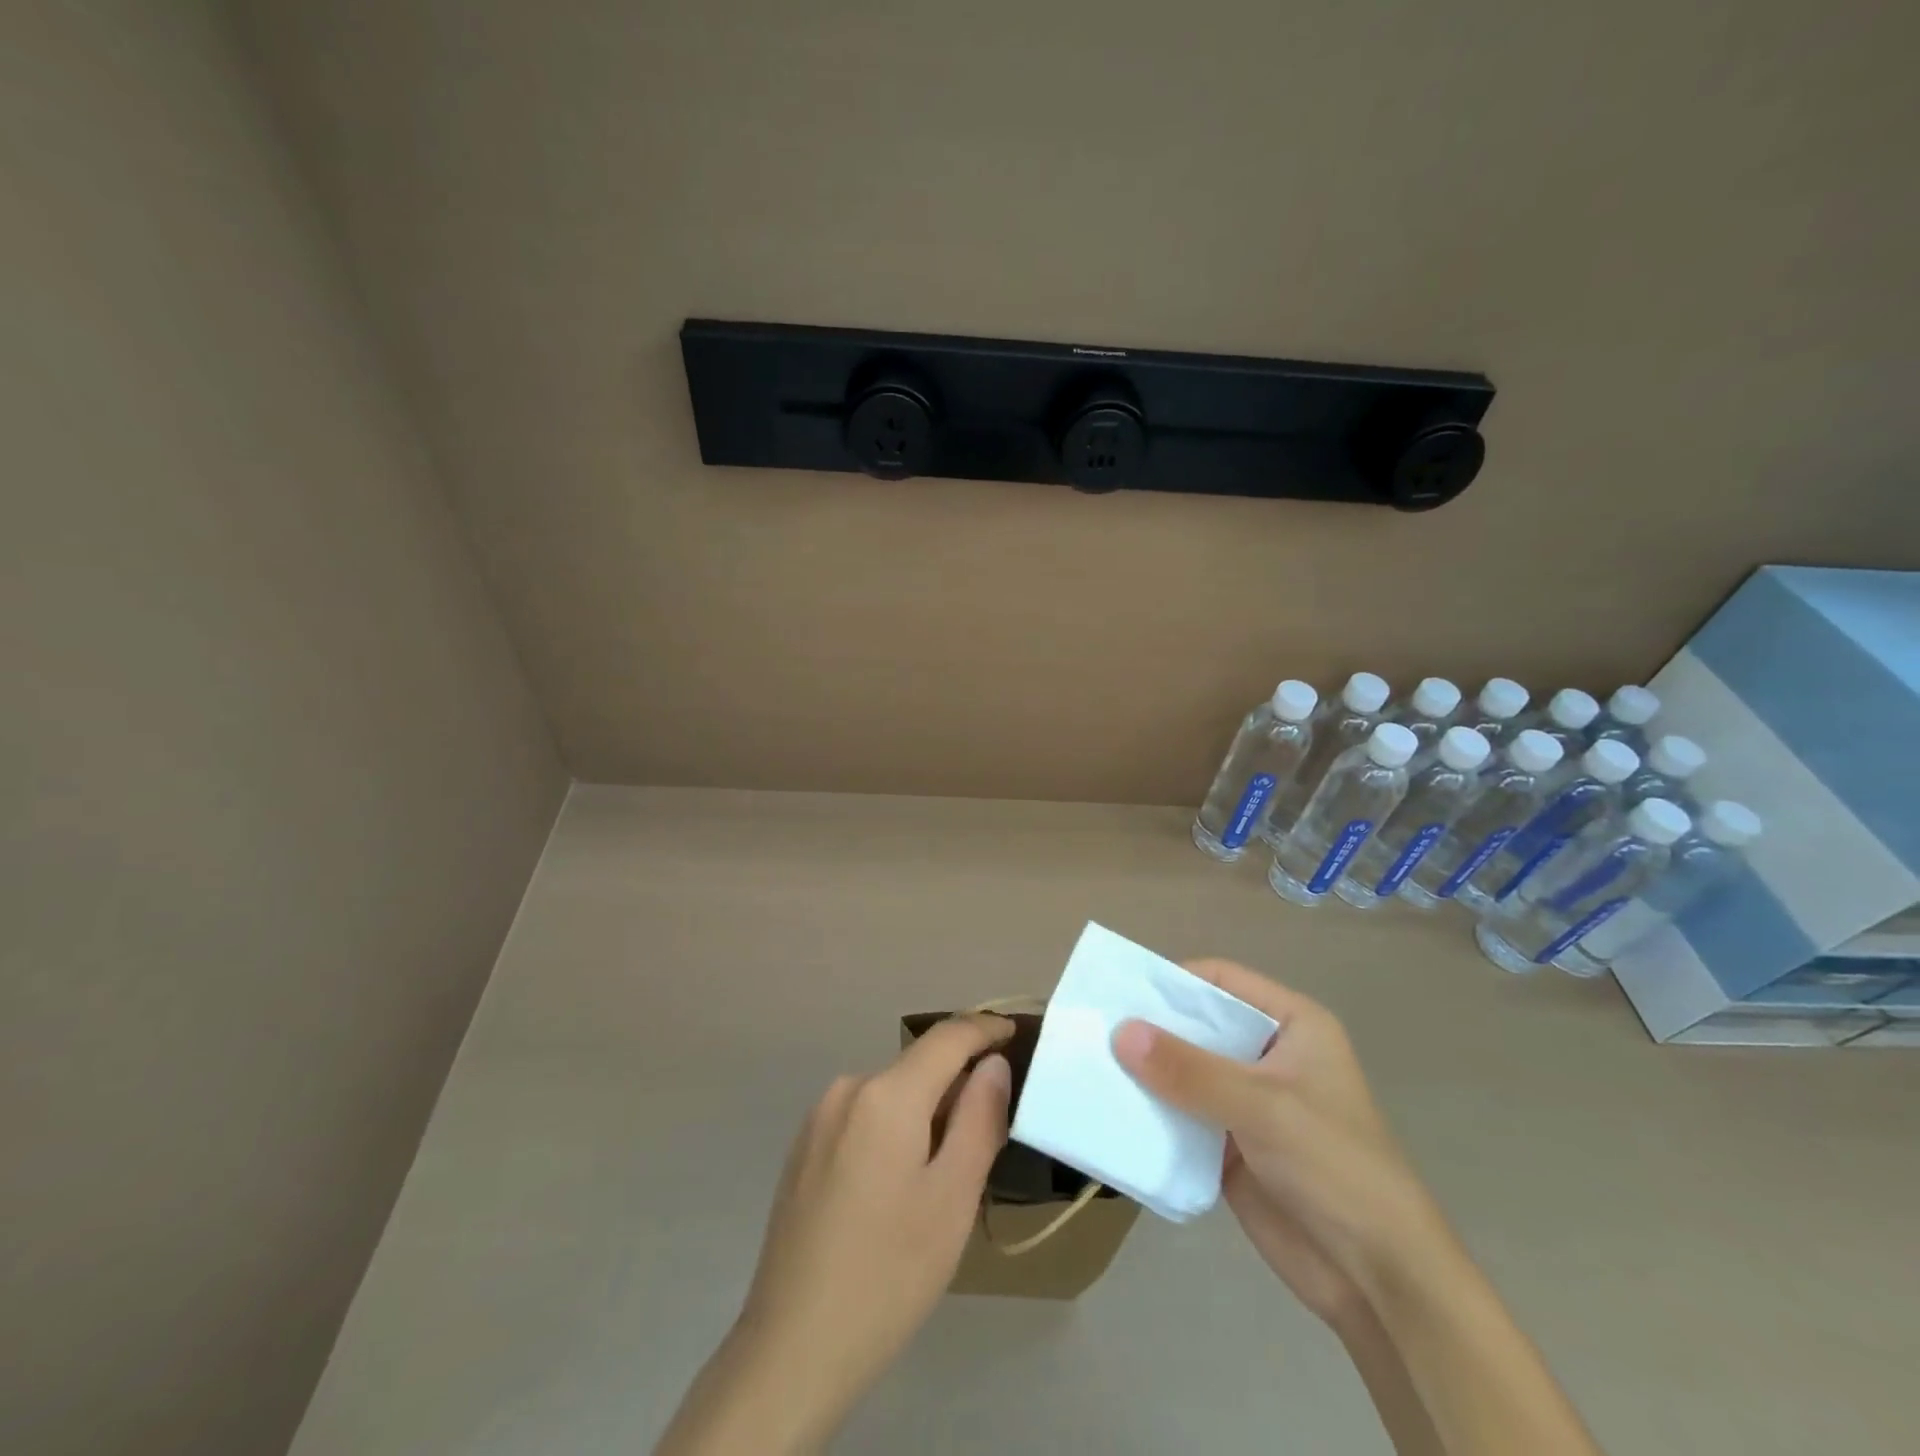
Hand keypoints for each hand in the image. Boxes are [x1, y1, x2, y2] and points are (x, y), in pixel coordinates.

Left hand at [656, 1014, 1013, 1454]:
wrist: (793, 1347)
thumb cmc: (889, 1274)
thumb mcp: (953, 1197)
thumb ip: (980, 1118)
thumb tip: (993, 1064)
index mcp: (886, 1095)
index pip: (947, 1037)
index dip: (984, 1029)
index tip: (1015, 1032)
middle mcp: (848, 1089)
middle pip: (918, 1067)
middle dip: (957, 1086)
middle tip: (989, 1136)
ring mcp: (819, 1118)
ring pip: (891, 1094)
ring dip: (926, 1112)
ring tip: (945, 1174)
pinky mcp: (804, 1147)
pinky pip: (864, 1117)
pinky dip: (894, 1129)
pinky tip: (898, 1188)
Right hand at [1112, 961, 1444, 1300]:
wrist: (1377, 1277)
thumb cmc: (1333, 1166)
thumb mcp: (1262, 1106)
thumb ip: (1189, 1070)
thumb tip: (1120, 1031)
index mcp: (1291, 1025)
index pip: (1222, 981)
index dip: (1174, 981)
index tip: (1121, 991)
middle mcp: (1266, 1054)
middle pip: (1198, 1025)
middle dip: (1151, 1028)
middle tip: (1093, 1026)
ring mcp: (1247, 1101)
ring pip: (1185, 1071)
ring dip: (1146, 1071)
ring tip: (1090, 1064)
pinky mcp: (1229, 1144)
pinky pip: (1181, 1115)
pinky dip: (1151, 1111)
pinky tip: (1112, 1109)